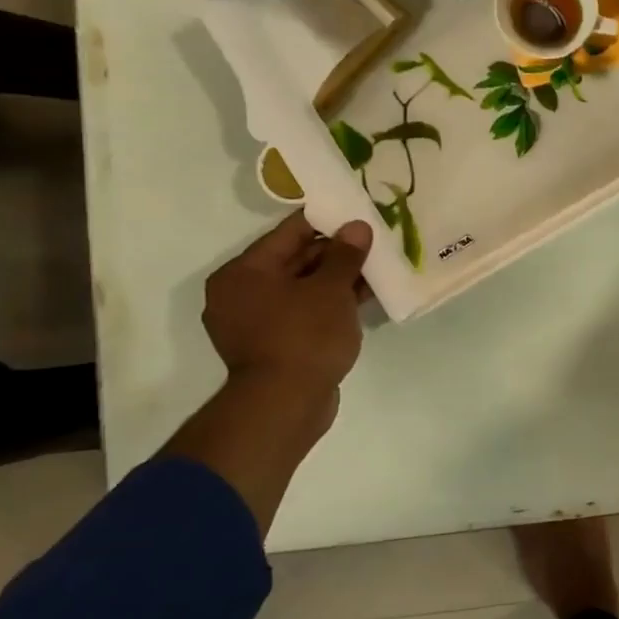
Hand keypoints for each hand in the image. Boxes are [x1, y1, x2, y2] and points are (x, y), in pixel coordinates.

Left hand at [202, 213, 371, 401]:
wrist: (285, 404)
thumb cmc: (304, 336)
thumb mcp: (331, 289)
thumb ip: (345, 254)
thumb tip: (357, 226)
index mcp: (244, 272)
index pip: (289, 232)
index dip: (328, 220)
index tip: (359, 214)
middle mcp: (241, 293)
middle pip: (295, 259)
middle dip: (336, 251)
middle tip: (375, 242)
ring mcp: (255, 321)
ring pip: (302, 287)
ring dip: (337, 278)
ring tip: (377, 267)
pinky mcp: (273, 344)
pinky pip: (303, 311)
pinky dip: (329, 303)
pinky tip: (363, 297)